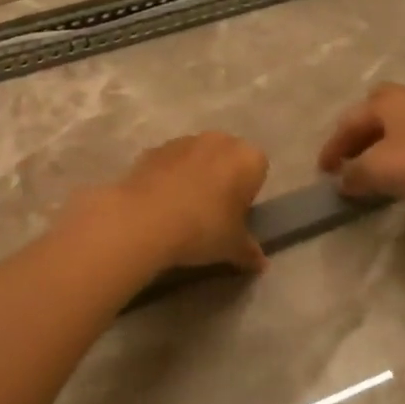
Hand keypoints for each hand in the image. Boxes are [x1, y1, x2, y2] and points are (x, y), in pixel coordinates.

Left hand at [98, 132, 270, 271]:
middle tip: (212, 214)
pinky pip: (169, 163)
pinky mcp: (153, 149)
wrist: (144, 219)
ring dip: (194, 177)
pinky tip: (160, 205)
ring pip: (197, 158)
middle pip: (227, 159)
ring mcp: (183, 141)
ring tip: (182, 211)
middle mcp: (218, 141)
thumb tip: (260, 263)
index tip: (236, 216)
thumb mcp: (233, 248)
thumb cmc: (202, 228)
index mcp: (247, 158)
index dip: (249, 193)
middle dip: (222, 180)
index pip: (258, 169)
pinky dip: (168, 178)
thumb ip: (249, 252)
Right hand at [318, 83, 404, 210]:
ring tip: (368, 170)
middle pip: (371, 115)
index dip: (332, 148)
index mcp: (386, 101)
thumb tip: (344, 180)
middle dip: (355, 137)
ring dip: (376, 146)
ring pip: (392, 127)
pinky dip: (397, 152)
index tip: (322, 172)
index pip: (348, 123)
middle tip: (345, 160)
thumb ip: (352, 173)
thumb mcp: (378, 170)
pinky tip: (398, 171)